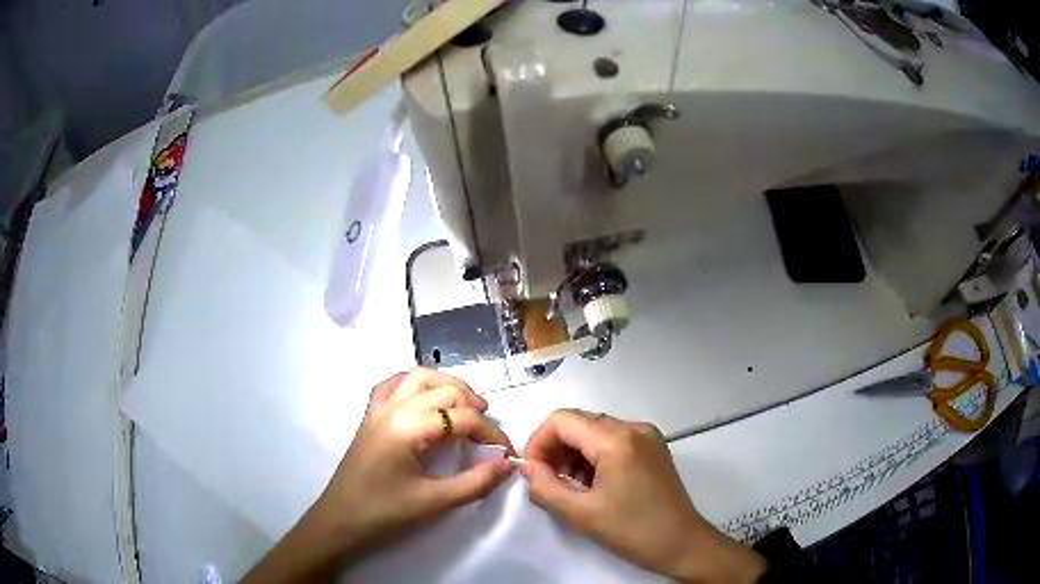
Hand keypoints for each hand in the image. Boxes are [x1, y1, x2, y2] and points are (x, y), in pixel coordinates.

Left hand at [317, 368, 515, 554]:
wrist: (340, 521)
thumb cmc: (384, 513)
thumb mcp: (434, 502)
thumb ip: (475, 482)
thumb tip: (508, 465)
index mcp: (407, 427)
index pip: (462, 418)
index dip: (491, 433)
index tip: (506, 453)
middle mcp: (393, 408)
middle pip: (444, 390)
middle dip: (473, 407)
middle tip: (488, 434)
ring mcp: (378, 409)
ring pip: (418, 377)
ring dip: (447, 386)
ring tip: (467, 408)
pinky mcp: (369, 416)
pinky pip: (394, 384)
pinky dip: (416, 384)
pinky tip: (427, 399)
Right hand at [521, 409, 765, 582]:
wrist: (682, 543)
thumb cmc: (632, 531)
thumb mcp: (581, 513)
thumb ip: (545, 487)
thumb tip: (527, 466)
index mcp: (617, 440)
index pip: (562, 420)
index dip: (539, 442)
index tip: (533, 471)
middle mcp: (633, 427)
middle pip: (579, 422)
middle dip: (555, 448)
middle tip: (548, 480)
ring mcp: (647, 435)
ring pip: (595, 429)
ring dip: (574, 453)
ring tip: (570, 485)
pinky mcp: (653, 446)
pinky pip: (613, 439)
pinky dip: (594, 455)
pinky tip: (592, 482)